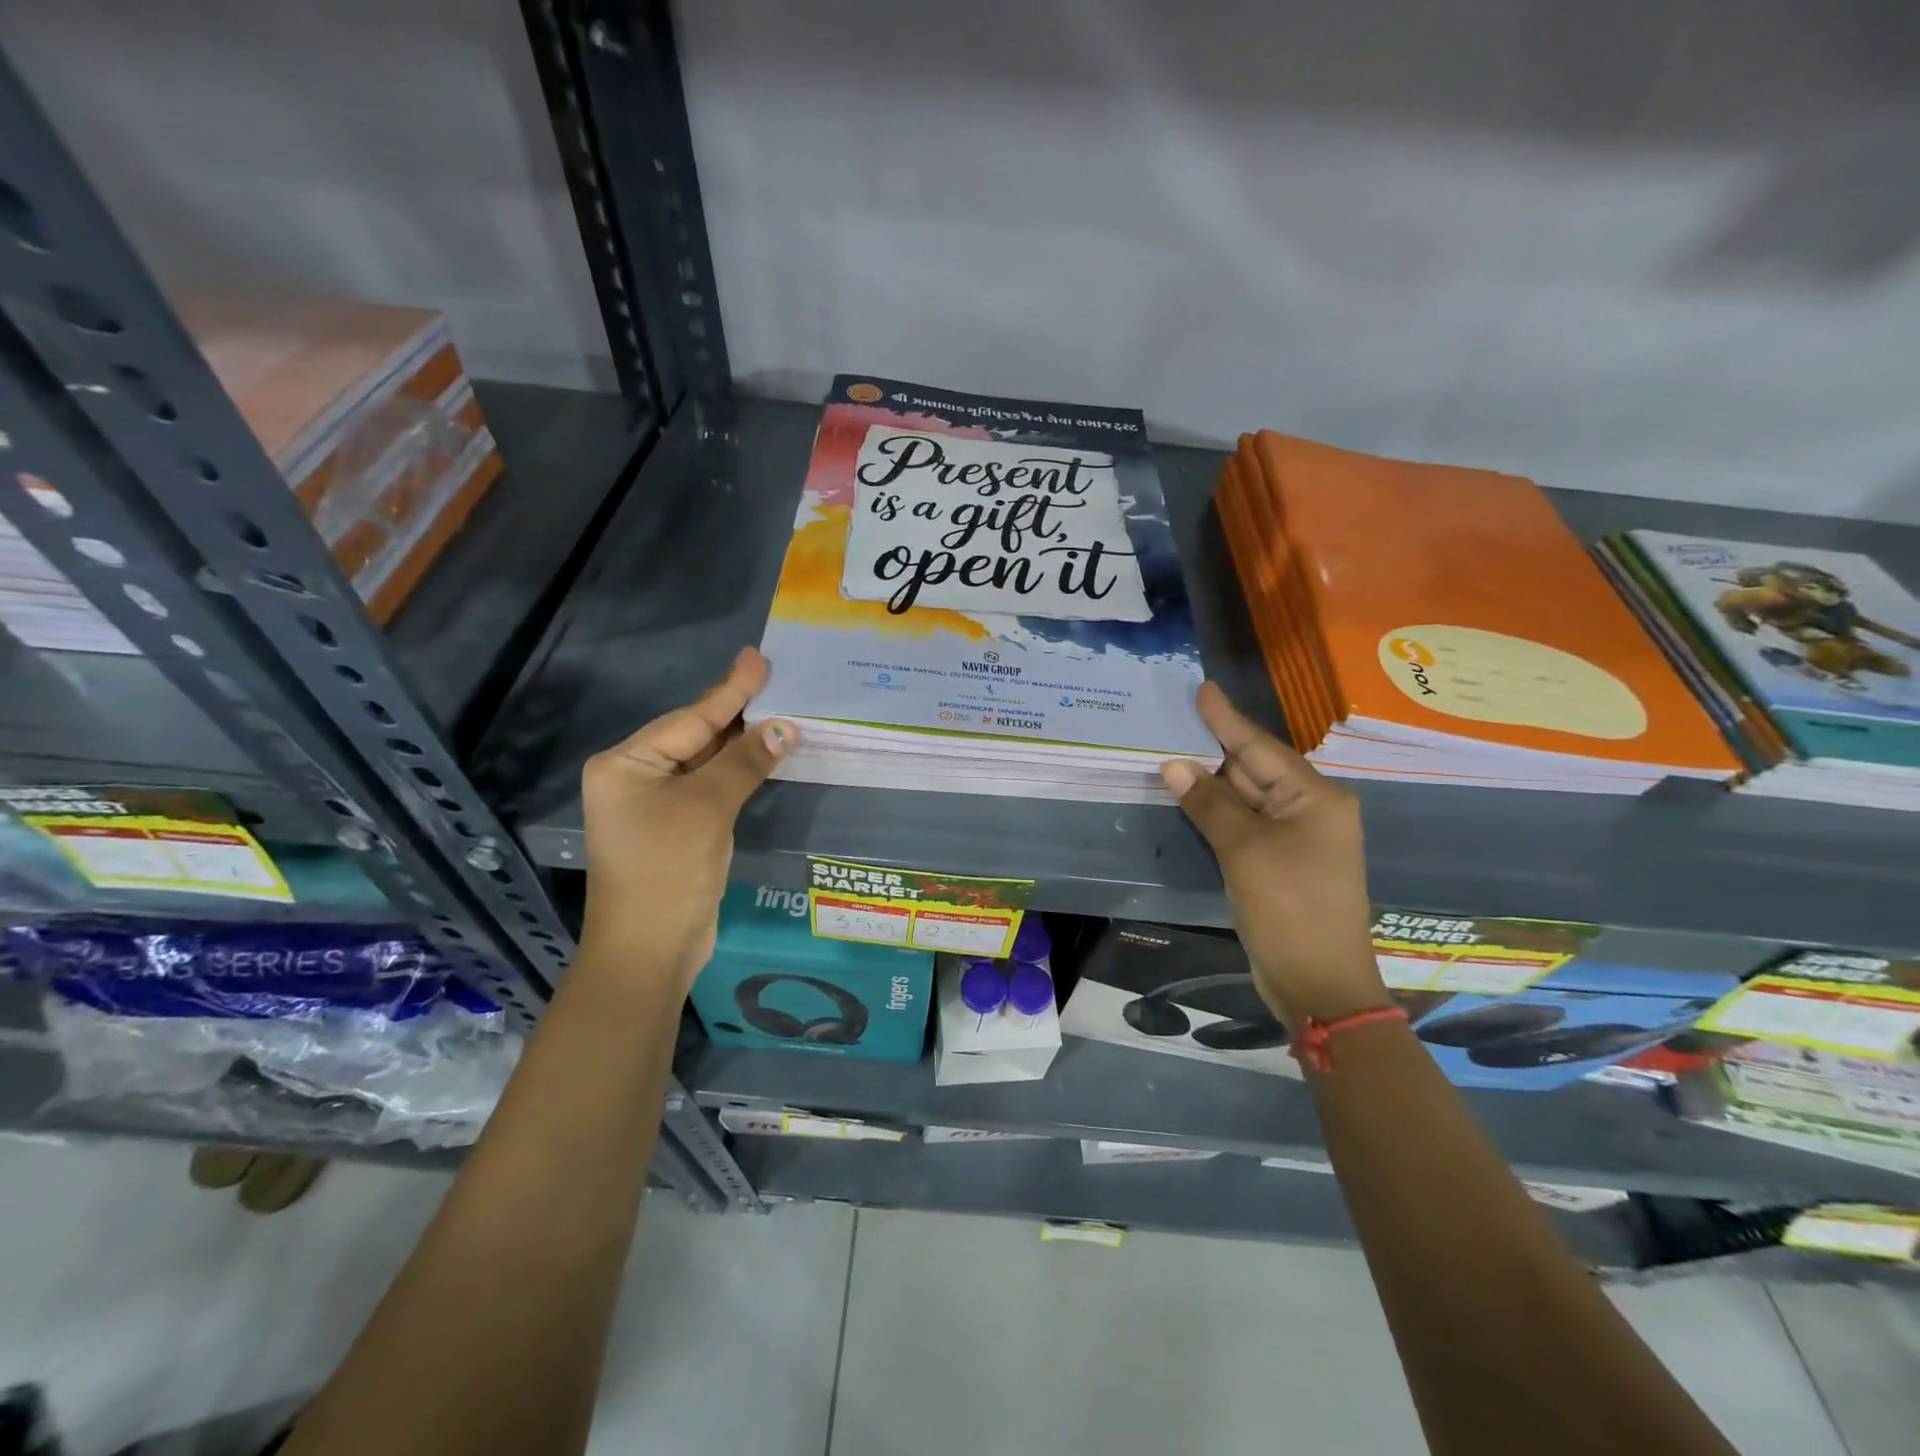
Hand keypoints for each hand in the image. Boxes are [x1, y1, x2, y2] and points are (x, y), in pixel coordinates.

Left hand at [578, 648, 795, 988]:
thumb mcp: (708, 808)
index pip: (690, 719)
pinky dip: (738, 771)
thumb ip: (745, 761)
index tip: (758, 658)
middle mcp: (635, 777)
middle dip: (736, 711)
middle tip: (774, 679)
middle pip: (695, 735)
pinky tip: (763, 754)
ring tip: (778, 708)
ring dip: (742, 742)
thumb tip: (785, 726)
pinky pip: (711, 786)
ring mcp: (655, 804)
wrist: (650, 951)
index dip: (730, 690)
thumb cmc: (668, 870)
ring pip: (706, 761)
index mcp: (626, 764)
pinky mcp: (677, 827)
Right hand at [1162, 683, 1388, 1025]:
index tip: (1202, 689)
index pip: (1260, 748)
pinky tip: (1189, 796)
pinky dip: (1217, 811)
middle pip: (1254, 769)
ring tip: (1171, 750)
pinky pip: (1244, 824)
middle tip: (1173, 720)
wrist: (1318, 984)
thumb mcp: (1244, 851)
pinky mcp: (1279, 862)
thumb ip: (1209, 804)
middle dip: (1213, 748)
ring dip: (1211, 781)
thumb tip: (1173, 765)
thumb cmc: (1289, 909)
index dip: (1226, 719)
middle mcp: (1310, 810)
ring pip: (1247, 797)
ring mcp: (1296, 838)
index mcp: (1315, 798)